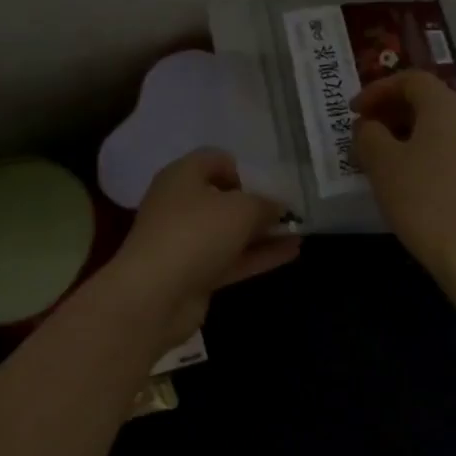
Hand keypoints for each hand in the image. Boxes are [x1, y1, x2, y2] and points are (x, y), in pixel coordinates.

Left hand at [106, 149, 299, 346]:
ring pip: (229, 231)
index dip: (243, 168)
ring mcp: (186, 241)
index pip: (214, 160)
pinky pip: (232, 258)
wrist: (155, 295)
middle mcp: (180, 204)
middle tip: (290, 208)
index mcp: (182, 176)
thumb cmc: (196, 233)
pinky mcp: (194, 273)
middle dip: (256, 203)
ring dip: (262, 232)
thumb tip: (278, 207)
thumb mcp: (241, 209)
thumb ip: (265, 204)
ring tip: (300, 230)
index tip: (268, 184)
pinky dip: (258, 255)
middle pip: (223, 198)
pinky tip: (292, 252)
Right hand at [353, 71, 455, 279]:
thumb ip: (368, 135)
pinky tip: (405, 177)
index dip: (377, 90)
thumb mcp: (382, 163)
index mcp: (445, 104)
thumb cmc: (423, 198)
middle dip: (390, 111)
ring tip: (378, 157)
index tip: (353, 111)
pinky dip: (422, 150)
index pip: (410, 79)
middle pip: (426, 99)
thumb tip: (369, 126)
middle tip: (363, 132)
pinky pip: (448, 146)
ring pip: (437, 125)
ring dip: (404, 132)